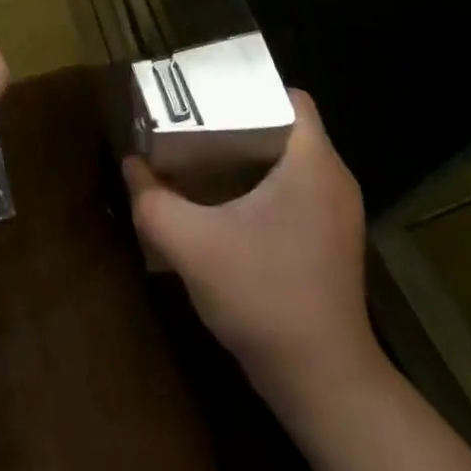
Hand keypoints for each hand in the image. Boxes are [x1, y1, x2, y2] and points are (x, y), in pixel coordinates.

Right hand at [122, 89, 383, 420]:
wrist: (323, 382)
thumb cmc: (262, 296)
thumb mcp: (190, 244)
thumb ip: (152, 200)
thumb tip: (131, 164)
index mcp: (312, 162)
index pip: (289, 97)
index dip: (249, 88)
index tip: (208, 97)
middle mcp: (334, 179)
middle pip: (287, 126)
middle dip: (240, 120)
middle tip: (194, 125)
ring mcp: (339, 213)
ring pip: (292, 160)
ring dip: (251, 155)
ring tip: (203, 158)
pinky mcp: (334, 241)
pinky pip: (299, 189)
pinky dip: (265, 184)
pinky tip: (228, 205)